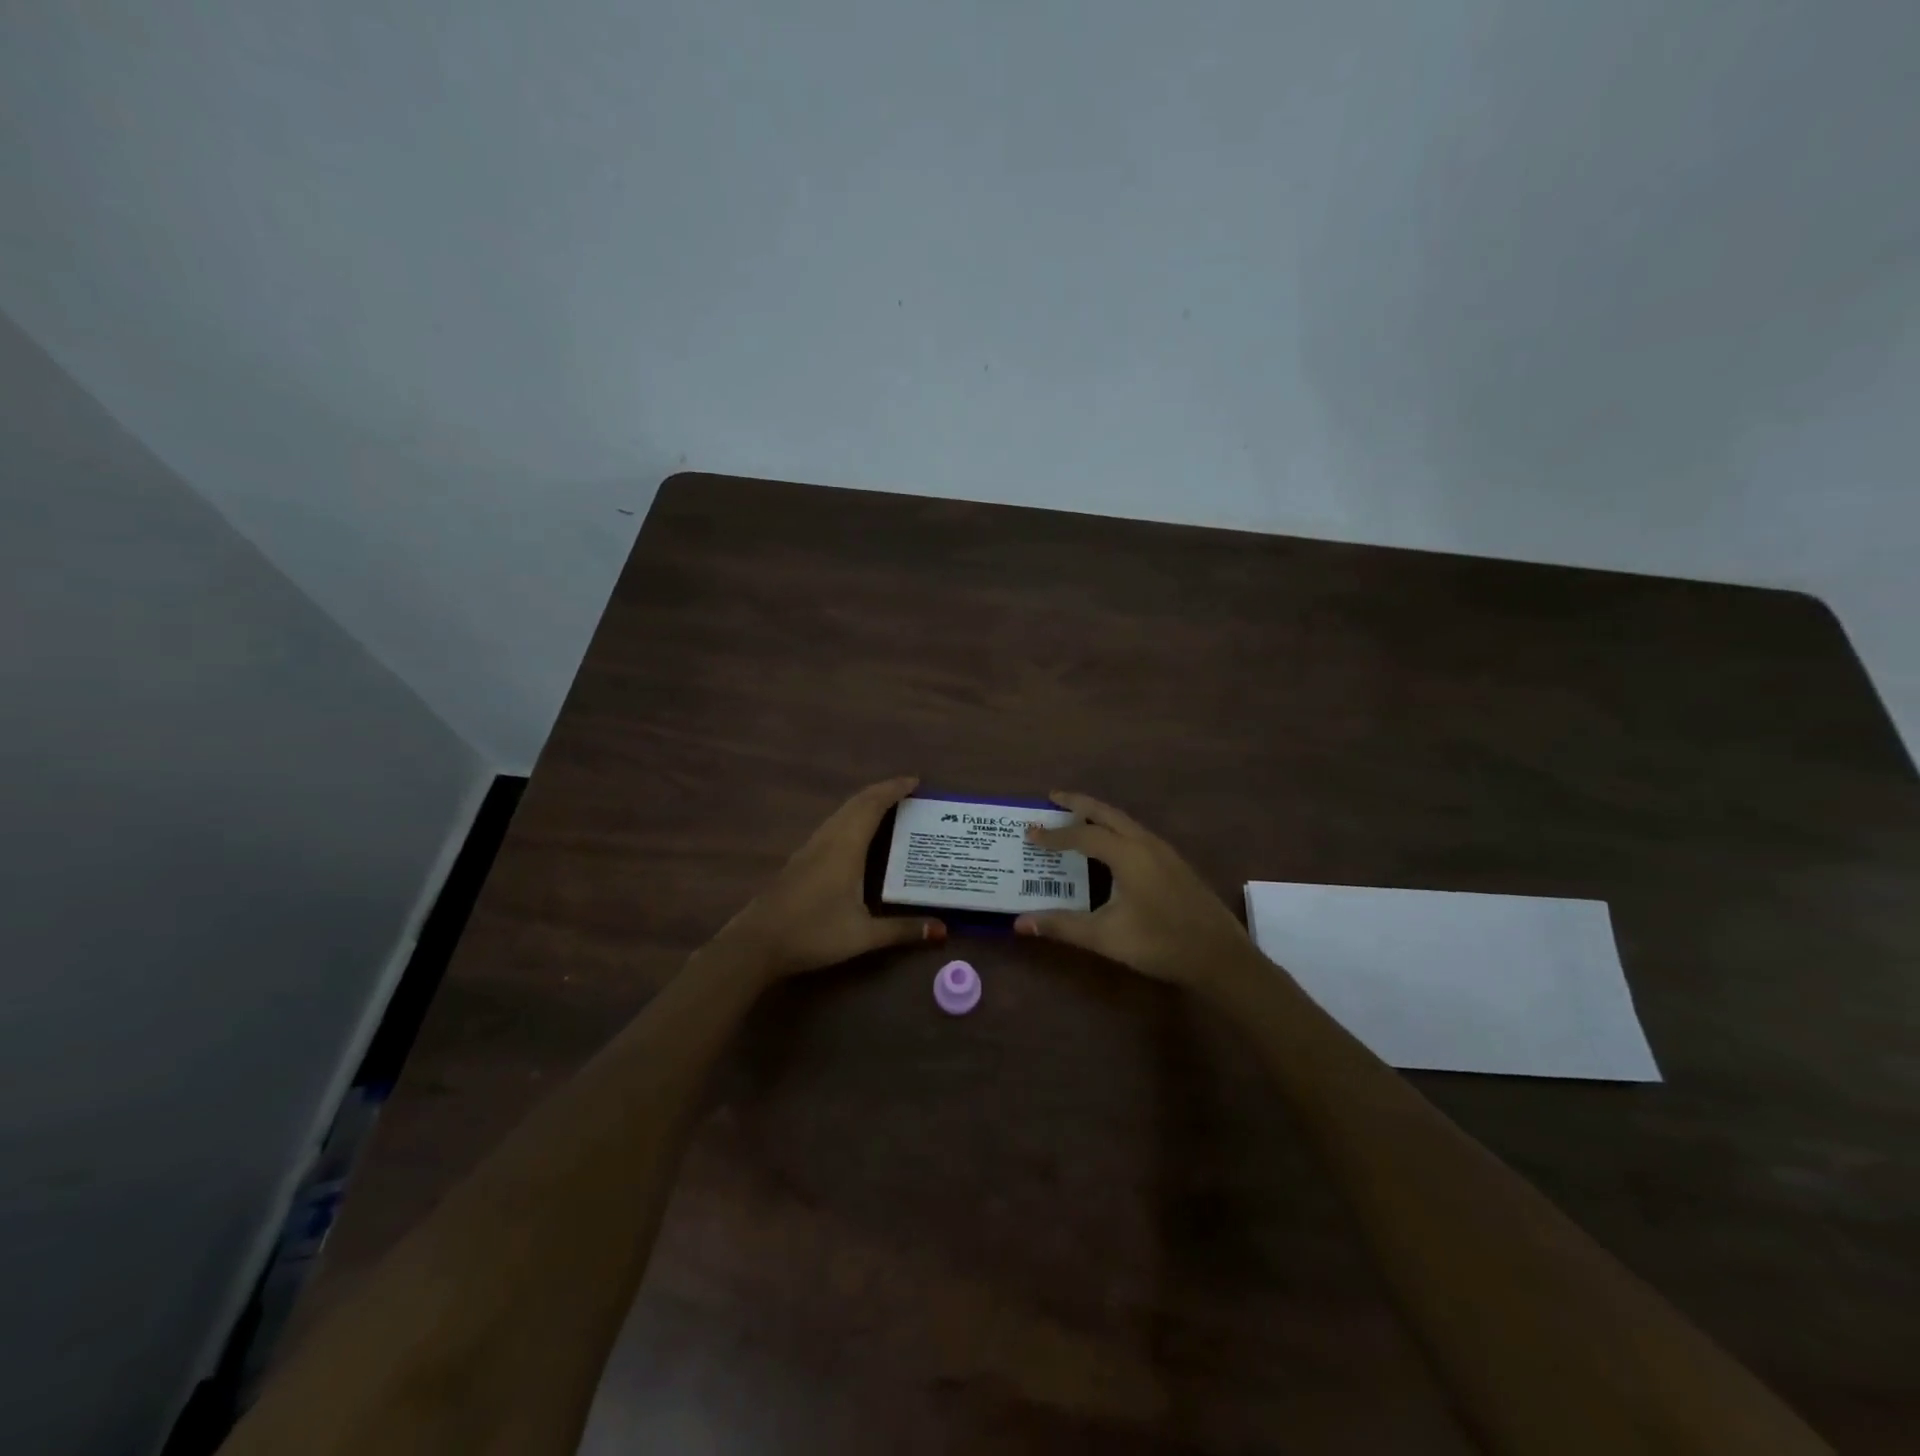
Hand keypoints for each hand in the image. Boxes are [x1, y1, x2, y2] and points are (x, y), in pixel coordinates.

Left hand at [711, 776, 945, 983]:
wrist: (756, 944)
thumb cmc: (813, 933)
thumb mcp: (863, 935)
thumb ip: (903, 930)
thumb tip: (942, 930)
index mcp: (845, 847)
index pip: (872, 805)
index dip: (894, 789)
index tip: (916, 782)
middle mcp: (828, 839)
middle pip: (856, 803)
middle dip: (882, 792)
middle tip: (908, 792)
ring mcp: (810, 848)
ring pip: (841, 813)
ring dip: (865, 804)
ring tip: (888, 809)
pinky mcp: (800, 860)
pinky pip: (832, 826)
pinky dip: (851, 818)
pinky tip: (856, 836)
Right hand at [1014, 791, 1258, 991]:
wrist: (1220, 957)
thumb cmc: (1160, 943)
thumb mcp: (1105, 936)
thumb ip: (1062, 926)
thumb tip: (1019, 923)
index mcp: (1127, 854)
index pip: (1082, 836)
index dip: (1053, 835)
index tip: (1029, 833)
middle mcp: (1145, 843)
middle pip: (1107, 813)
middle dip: (1078, 804)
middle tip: (1053, 797)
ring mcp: (1164, 852)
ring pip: (1125, 822)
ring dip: (1099, 815)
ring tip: (1076, 817)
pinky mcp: (1175, 864)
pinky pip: (1137, 834)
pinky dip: (1115, 829)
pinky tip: (1110, 847)